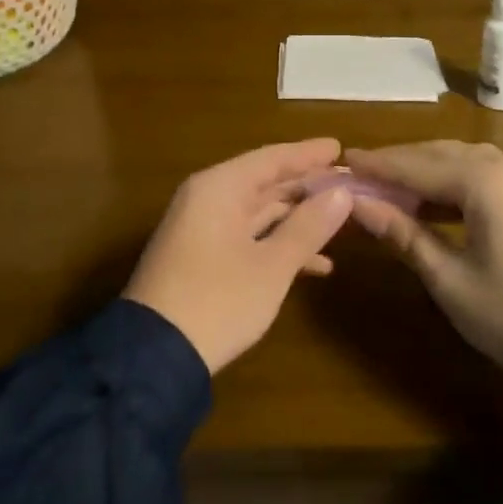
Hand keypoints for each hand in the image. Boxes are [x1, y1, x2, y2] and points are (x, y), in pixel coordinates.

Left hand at [124, 138, 351, 372]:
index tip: (340, 147)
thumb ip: (308, 226)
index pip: (272, 159)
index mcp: (220, 188)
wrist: (154, 356)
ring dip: (297, 220)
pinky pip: (247, 237)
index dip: (308, 154)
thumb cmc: (219, 300)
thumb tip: (342, 193)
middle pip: (265, 183)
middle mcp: (207, 199)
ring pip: (258, 212)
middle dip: (307, 188)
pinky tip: (316, 265)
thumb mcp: (272, 265)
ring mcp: (201, 229)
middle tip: (348, 185)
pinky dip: (277, 245)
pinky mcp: (201, 257)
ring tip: (340, 224)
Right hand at [344, 141, 502, 397]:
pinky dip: (458, 185)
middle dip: (400, 165)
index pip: (416, 165)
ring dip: (428, 173)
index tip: (340, 162)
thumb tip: (358, 204)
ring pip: (467, 162)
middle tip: (359, 177)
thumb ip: (404, 233)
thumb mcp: (451, 280)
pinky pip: (490, 177)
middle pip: (442, 155)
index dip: (376, 166)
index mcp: (486, 180)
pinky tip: (437, 204)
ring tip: (390, 190)